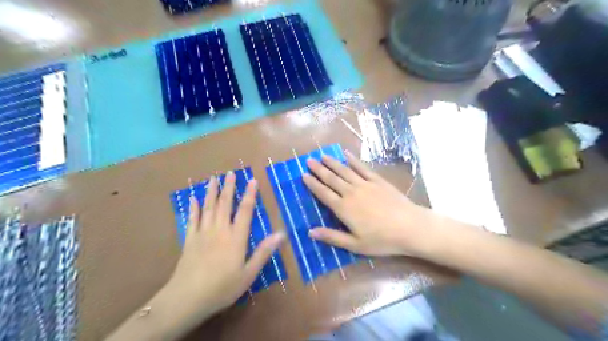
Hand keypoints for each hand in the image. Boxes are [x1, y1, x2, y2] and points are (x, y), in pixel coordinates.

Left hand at [165, 174, 284, 320]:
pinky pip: (192, 219)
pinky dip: (193, 208)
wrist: (187, 299)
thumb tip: (281, 234)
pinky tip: (192, 198)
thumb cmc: (222, 288)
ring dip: (211, 192)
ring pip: (208, 207)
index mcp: (236, 238)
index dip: (250, 195)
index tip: (253, 180)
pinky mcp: (189, 240)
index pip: (245, 211)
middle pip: (225, 204)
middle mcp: (219, 230)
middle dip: (229, 187)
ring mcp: (202, 233)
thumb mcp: (248, 274)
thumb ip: (263, 252)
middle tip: (230, 173)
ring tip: (214, 179)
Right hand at [302, 150, 436, 256]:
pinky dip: (353, 160)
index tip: (303, 175)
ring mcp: (365, 184)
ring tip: (322, 155)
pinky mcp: (377, 181)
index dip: (312, 184)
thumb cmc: (381, 240)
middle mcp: (351, 193)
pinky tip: (346, 154)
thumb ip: (332, 237)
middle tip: (309, 160)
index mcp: (343, 208)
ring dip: (332, 162)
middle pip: (331, 179)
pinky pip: (362, 168)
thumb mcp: (355, 245)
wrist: (410, 227)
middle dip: (319, 169)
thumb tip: (310, 232)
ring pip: (344, 170)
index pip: (323, 193)